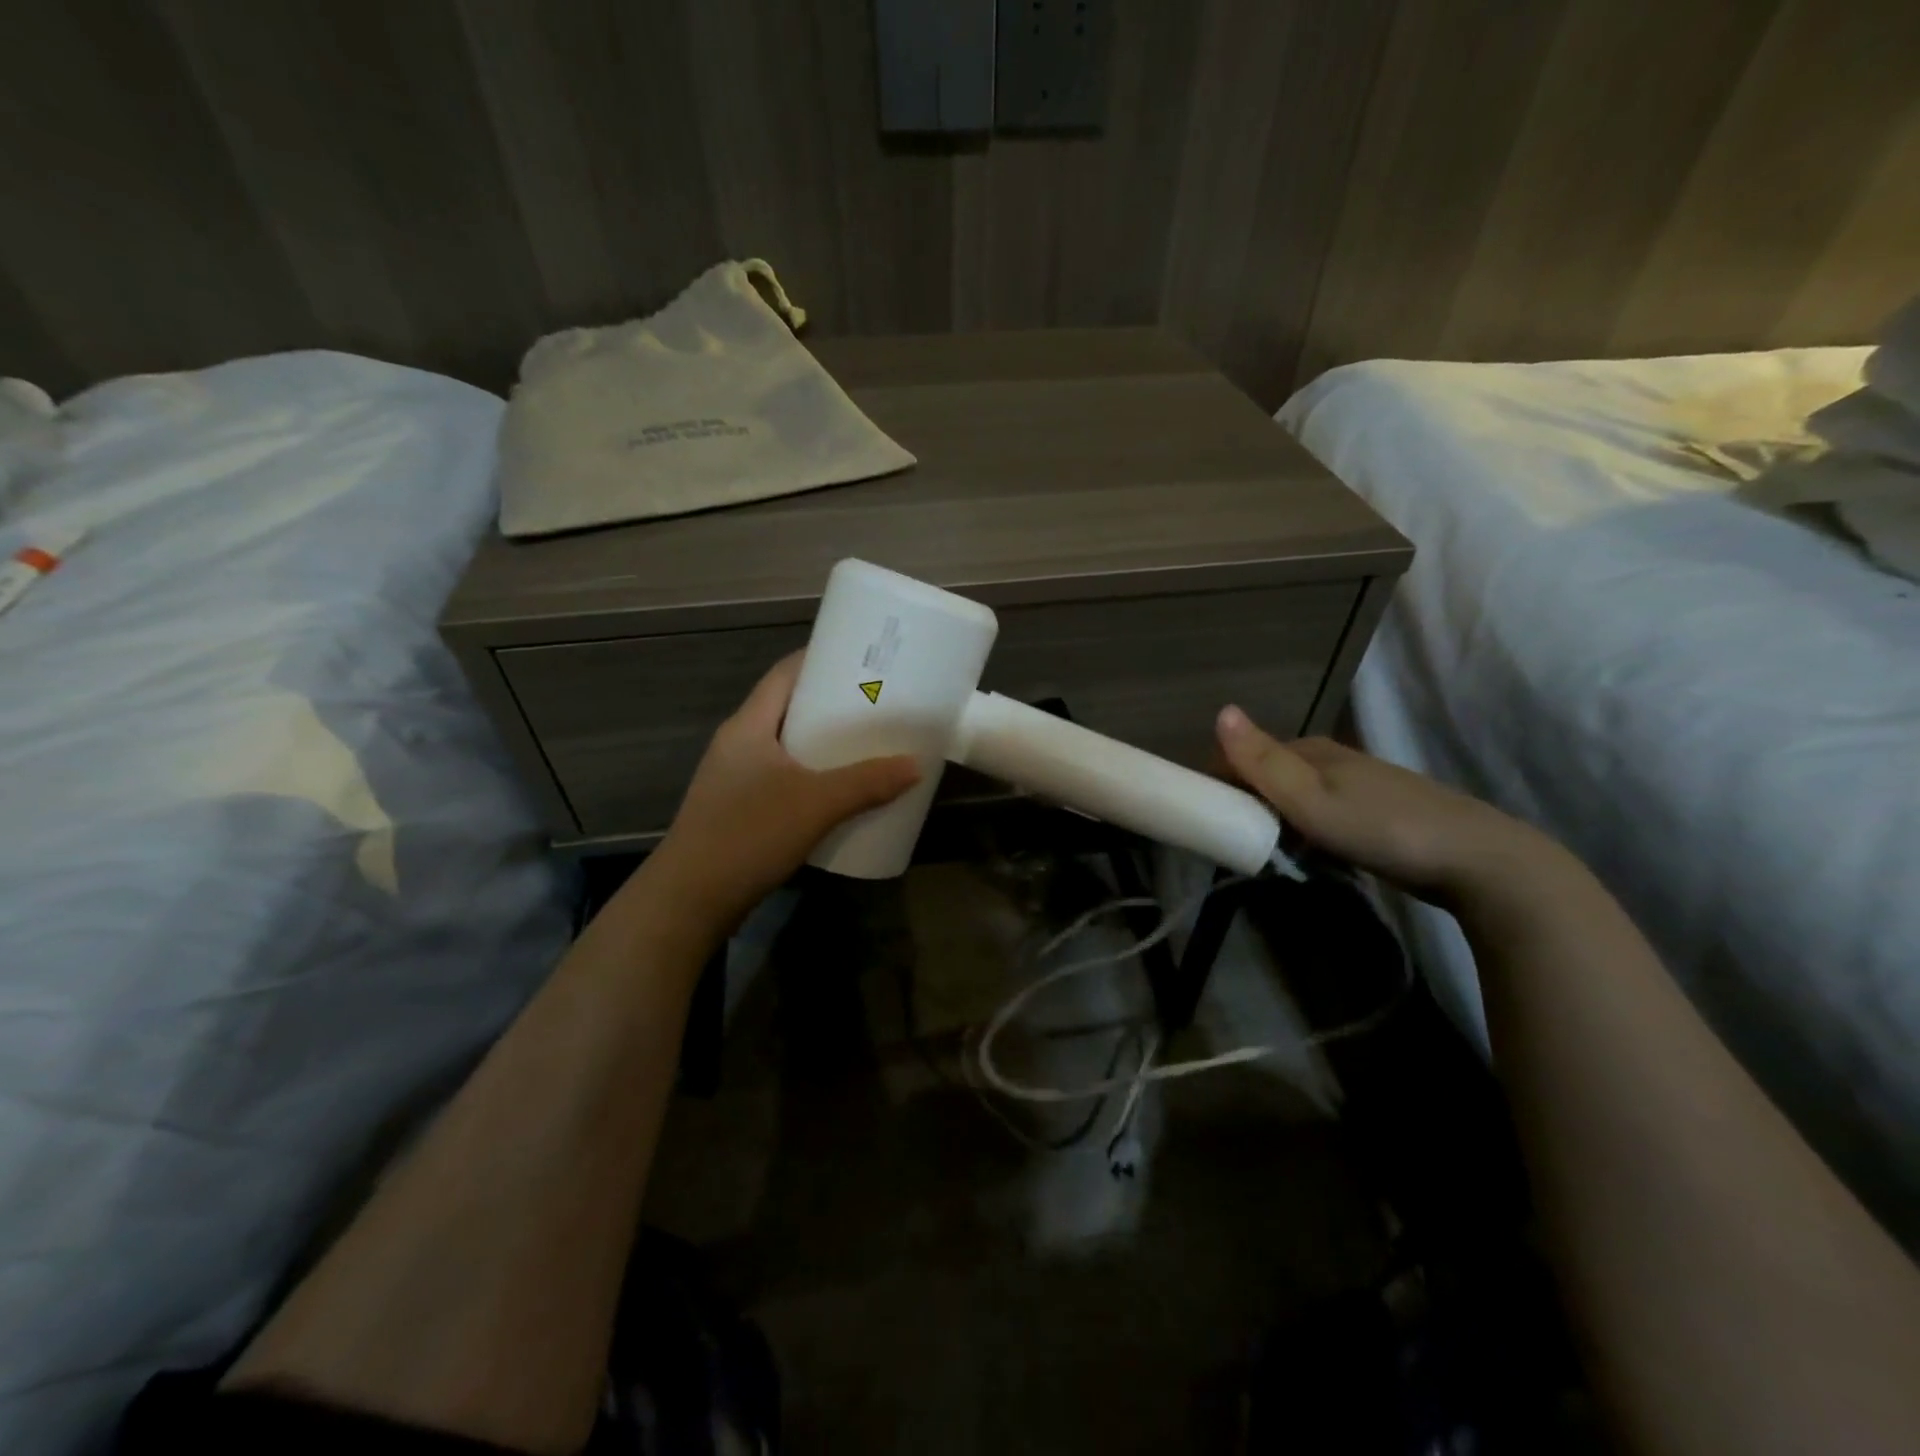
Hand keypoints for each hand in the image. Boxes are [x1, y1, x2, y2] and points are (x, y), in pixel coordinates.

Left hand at [647, 653, 919, 929]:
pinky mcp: (739, 809)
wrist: (690, 900)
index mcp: (748, 726)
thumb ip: (867, 783)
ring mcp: (735, 778)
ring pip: (786, 745)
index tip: (862, 659)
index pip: (784, 674)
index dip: (820, 659)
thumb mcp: (816, 804)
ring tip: (866, 743)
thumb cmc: (748, 835)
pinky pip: (783, 776)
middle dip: (830, 703)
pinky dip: (812, 774)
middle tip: (875, 703)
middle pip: (788, 708)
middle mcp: (738, 744)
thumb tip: (916, 766)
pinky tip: (839, 790)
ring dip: (822, 743)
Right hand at [1215, 705, 1548, 903]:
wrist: (1479, 861)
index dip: (1218, 780)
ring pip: (1295, 794)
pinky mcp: (1376, 810)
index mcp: (1311, 750)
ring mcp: (1357, 784)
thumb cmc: (1383, 829)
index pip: (1245, 755)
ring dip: (1273, 817)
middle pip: (1269, 774)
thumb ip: (1263, 762)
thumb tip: (1221, 710)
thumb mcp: (1312, 801)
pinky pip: (1320, 811)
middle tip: (1230, 842)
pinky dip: (1302, 827)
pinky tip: (1308, 852)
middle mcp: (1332, 758)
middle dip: (1244, 801)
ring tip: (1263, 853)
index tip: (1203, 817)